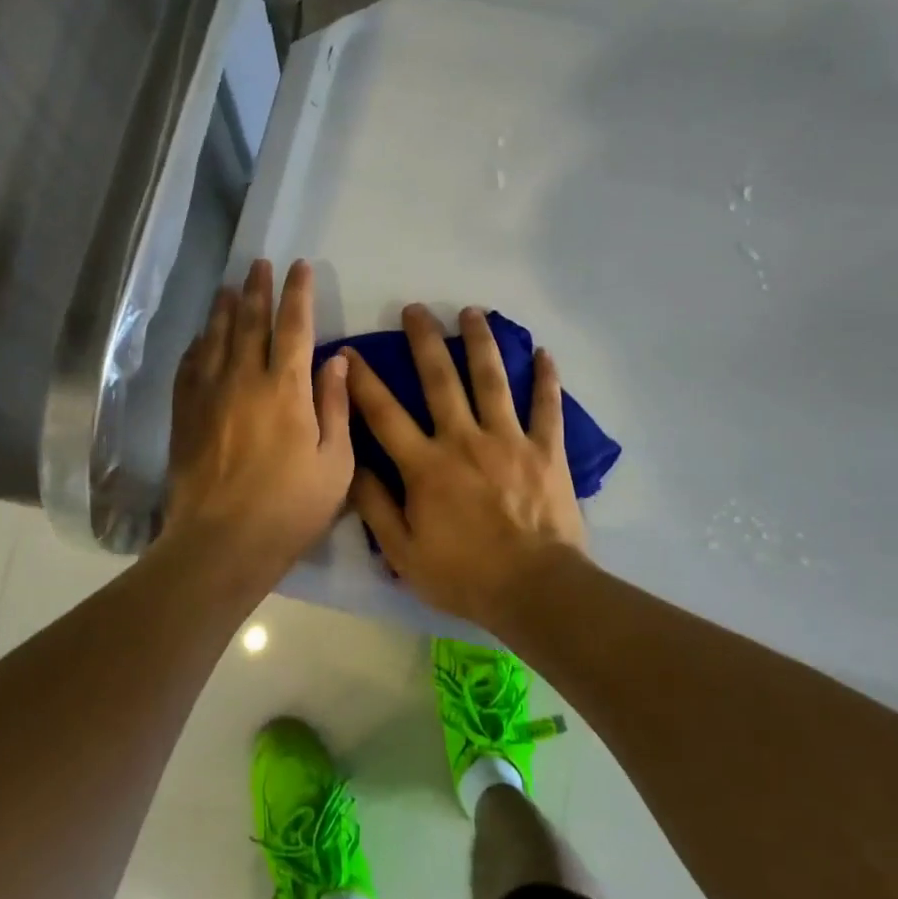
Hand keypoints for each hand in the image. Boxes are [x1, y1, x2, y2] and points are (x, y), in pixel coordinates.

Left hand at [165, 259, 354, 575]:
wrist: (222, 542)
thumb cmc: (290, 506)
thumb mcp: (336, 462)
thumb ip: (336, 406)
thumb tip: (336, 359)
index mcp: (286, 388)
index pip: (294, 325)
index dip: (297, 292)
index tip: (299, 267)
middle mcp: (244, 379)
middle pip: (250, 322)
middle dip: (257, 289)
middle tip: (258, 264)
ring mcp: (209, 395)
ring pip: (216, 338)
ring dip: (224, 309)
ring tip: (229, 288)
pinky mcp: (185, 415)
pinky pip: (190, 367)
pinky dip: (198, 346)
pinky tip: (201, 338)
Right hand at [344, 304, 588, 624]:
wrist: (535, 590)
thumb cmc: (464, 575)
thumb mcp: (403, 554)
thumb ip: (375, 506)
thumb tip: (353, 464)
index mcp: (426, 466)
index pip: (384, 413)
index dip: (363, 381)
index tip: (350, 351)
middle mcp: (464, 440)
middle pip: (440, 379)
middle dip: (425, 340)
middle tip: (416, 309)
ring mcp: (509, 440)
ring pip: (492, 380)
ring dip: (480, 342)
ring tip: (472, 312)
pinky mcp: (546, 450)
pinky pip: (547, 407)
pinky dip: (547, 379)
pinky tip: (544, 352)